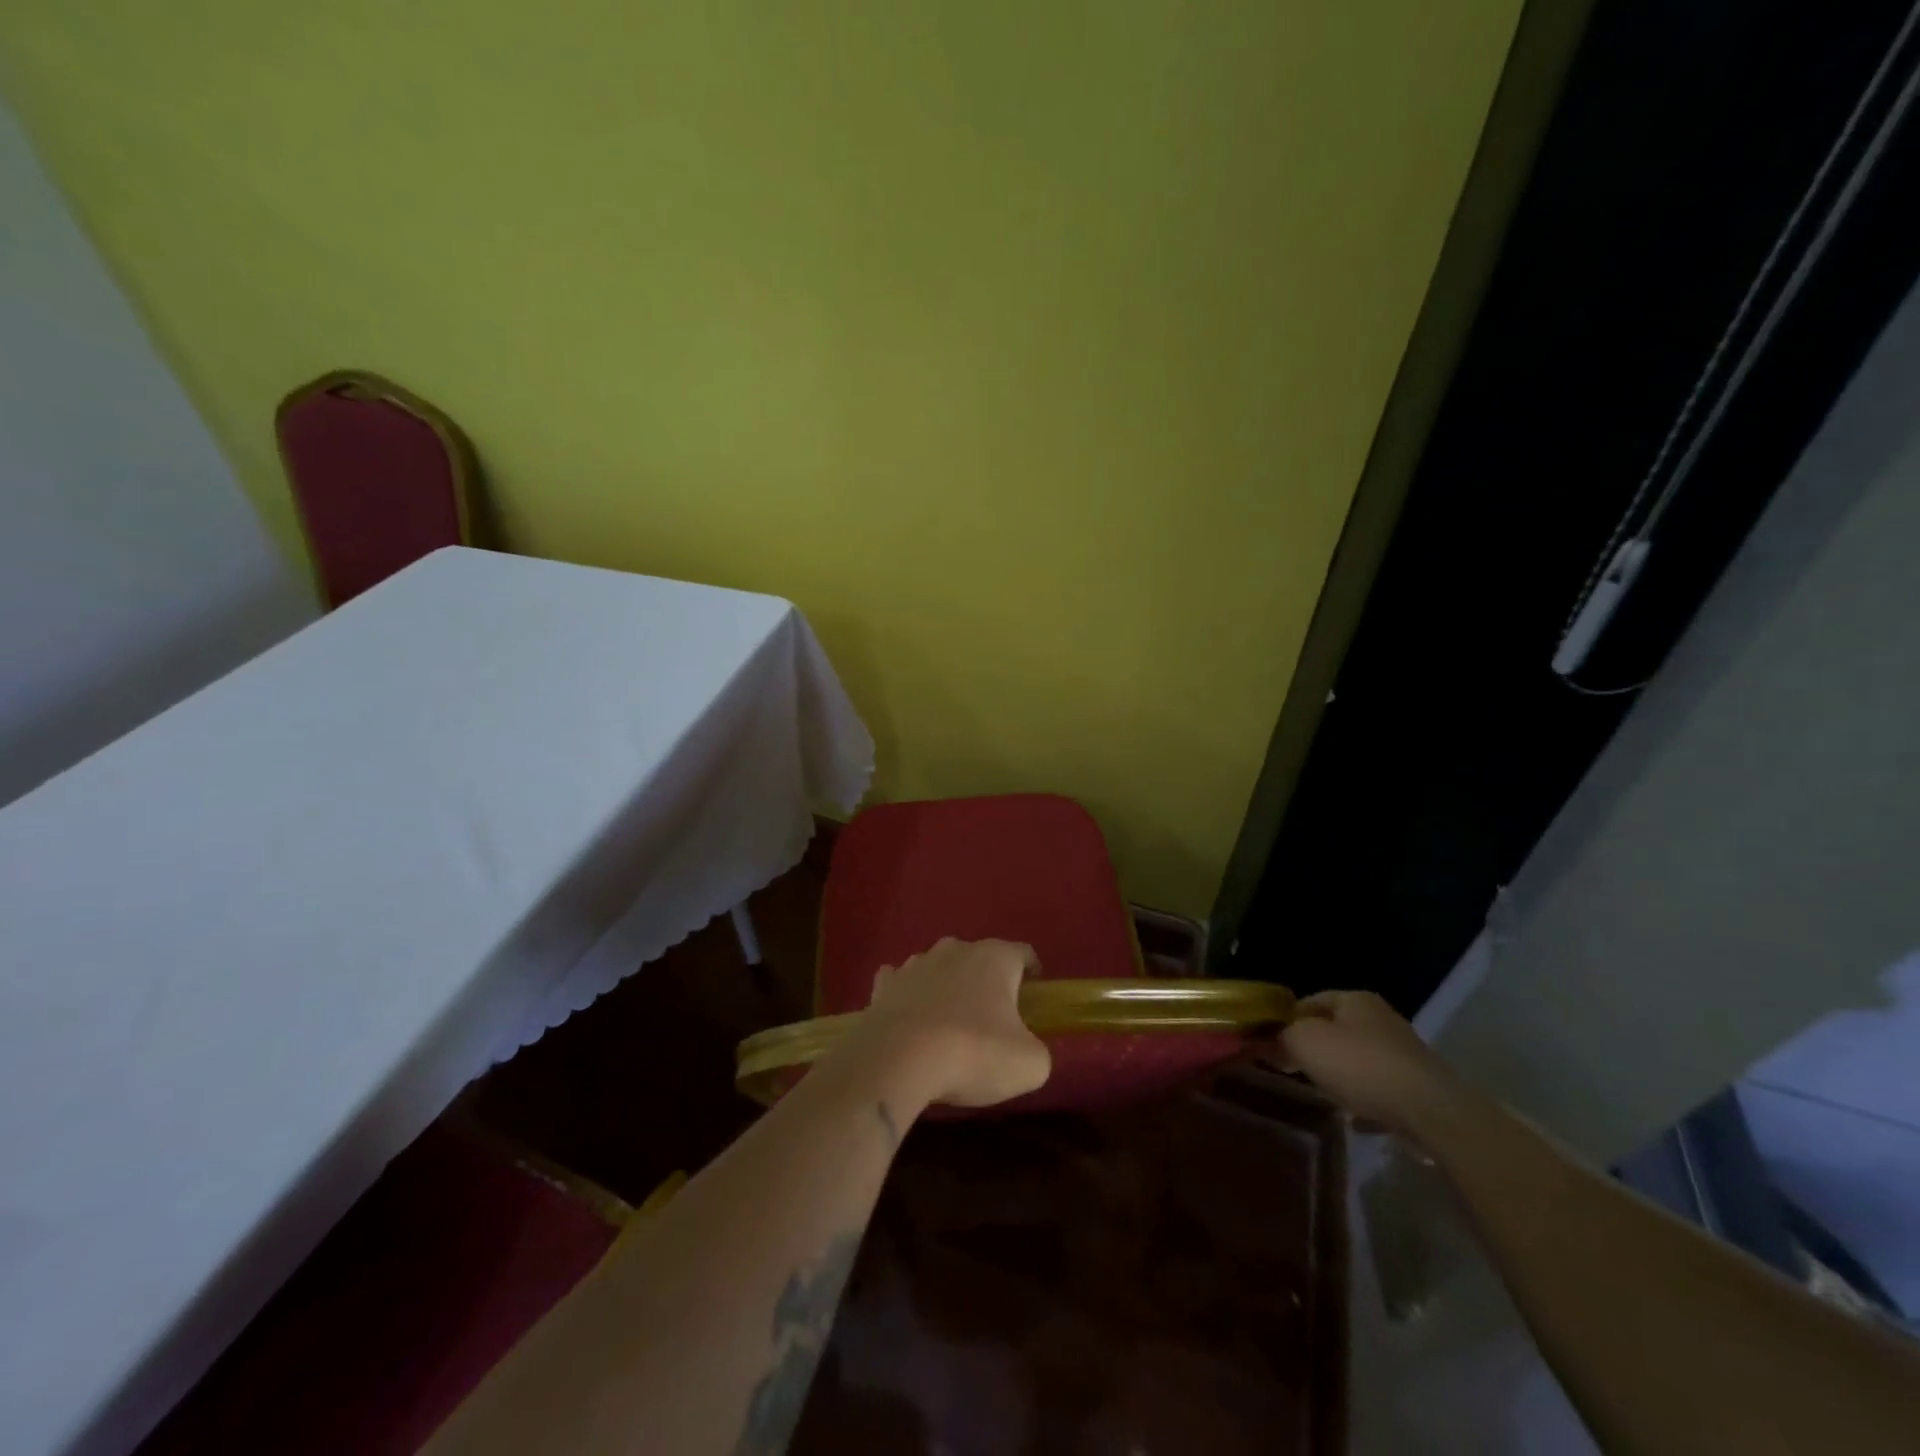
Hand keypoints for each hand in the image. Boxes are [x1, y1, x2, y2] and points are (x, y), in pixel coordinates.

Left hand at [831, 938, 1051, 1109]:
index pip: (1023, 953)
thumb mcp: (1028, 1064)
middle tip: (994, 1018)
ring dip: (947, 986)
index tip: (1034, 995)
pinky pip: (901, 982)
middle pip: (979, 957)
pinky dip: (909, 995)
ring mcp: (916, 964)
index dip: (1033, 972)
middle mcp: (955, 949)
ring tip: (950, 1022)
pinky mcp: (885, 985)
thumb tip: (1027, 1049)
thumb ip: (1037, 1051)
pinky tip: (910, 1018)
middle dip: (987, 980)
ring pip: (939, 966)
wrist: (898, 1061)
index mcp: (994, 958)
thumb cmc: (973, 1053)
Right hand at [1279, 991, 1464, 1139]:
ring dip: (1339, 1074)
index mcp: (1354, 999)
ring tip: (1322, 1093)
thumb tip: (1271, 1043)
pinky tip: (1354, 1118)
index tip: (1271, 1044)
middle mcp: (1381, 1019)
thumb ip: (1281, 1036)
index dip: (1286, 1020)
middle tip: (1292, 1068)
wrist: (1430, 1112)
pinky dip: (1365, 1099)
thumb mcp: (1304, 1041)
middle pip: (1334, 1029)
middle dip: (1313, 1048)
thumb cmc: (1360, 1065)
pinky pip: (1380, 1089)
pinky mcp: (1417, 1086)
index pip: (1309, 1001)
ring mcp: (1403, 1053)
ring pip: (1357, 1059)